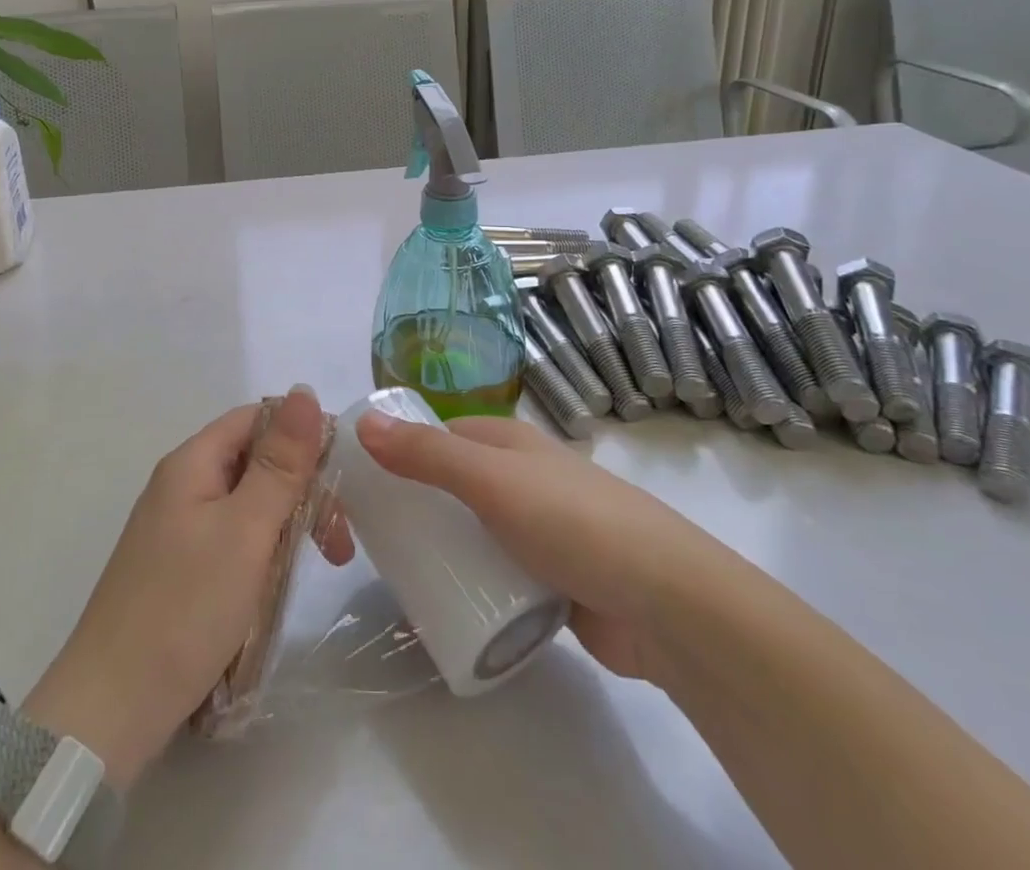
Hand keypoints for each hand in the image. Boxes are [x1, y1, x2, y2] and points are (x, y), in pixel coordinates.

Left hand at [22, 388, 350, 788]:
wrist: (110, 710)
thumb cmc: (185, 607)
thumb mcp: (246, 530)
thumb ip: (280, 463)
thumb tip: (304, 389)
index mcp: (192, 462)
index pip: (257, 419)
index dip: (301, 436)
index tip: (342, 477)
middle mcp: (182, 485)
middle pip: (254, 461)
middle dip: (301, 489)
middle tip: (337, 542)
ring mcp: (177, 529)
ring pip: (248, 504)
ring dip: (287, 525)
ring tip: (319, 565)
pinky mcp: (178, 569)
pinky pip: (232, 540)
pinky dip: (263, 554)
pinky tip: (277, 586)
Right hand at [354, 410, 714, 684]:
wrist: (666, 605)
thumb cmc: (572, 522)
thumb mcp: (491, 481)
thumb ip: (427, 454)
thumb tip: (362, 424)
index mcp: (511, 443)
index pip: (443, 434)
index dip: (404, 448)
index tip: (362, 480)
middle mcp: (525, 479)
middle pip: (456, 485)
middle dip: (418, 505)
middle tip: (372, 537)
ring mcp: (542, 532)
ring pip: (476, 533)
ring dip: (444, 548)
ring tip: (398, 574)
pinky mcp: (555, 583)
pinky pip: (499, 576)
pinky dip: (474, 584)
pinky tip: (447, 605)